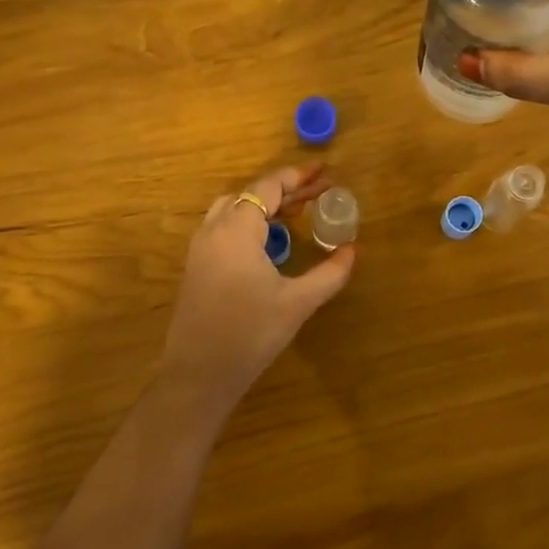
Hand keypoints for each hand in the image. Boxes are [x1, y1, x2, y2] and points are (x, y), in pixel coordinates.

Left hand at [159, 163, 355, 411]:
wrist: (198, 375)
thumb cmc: (250, 334)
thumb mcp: (297, 303)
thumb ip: (329, 273)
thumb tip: (352, 250)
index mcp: (237, 230)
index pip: (267, 188)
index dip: (297, 178)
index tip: (324, 173)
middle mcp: (214, 230)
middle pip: (250, 195)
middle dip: (285, 190)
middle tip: (318, 193)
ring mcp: (200, 249)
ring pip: (233, 210)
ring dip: (264, 206)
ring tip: (296, 214)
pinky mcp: (196, 267)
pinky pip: (224, 228)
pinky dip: (249, 222)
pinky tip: (270, 243)